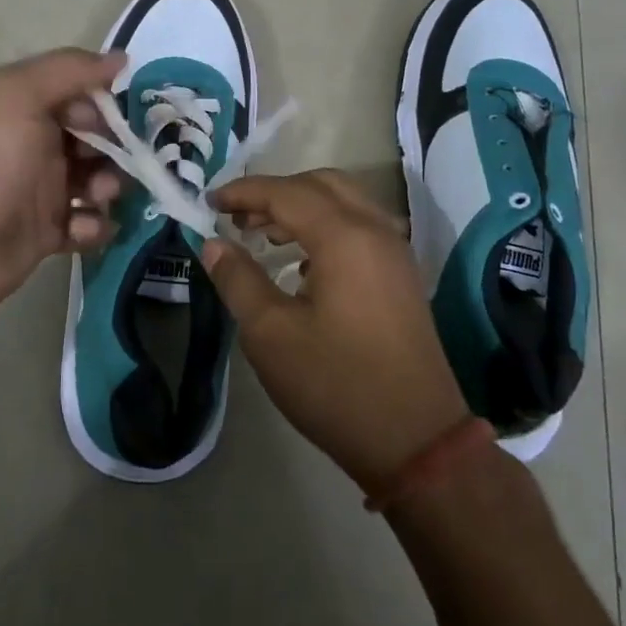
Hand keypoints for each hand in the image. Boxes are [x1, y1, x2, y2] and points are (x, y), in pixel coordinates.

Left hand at [0, 48, 125, 323]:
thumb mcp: (20, 96)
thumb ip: (70, 70)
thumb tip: (120, 59)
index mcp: (29, 108)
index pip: (83, 95)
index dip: (106, 106)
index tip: (118, 123)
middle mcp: (38, 145)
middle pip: (97, 140)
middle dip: (116, 151)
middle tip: (114, 166)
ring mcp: (44, 191)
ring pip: (98, 183)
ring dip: (109, 189)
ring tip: (97, 199)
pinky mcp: (47, 234)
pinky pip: (88, 225)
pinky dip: (94, 227)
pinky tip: (81, 231)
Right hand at [205, 170, 468, 491]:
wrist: (417, 441)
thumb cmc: (335, 385)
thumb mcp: (271, 334)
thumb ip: (239, 279)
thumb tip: (214, 244)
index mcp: (344, 237)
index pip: (285, 193)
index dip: (243, 192)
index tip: (209, 203)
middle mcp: (375, 231)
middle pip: (320, 184)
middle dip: (275, 192)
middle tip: (239, 217)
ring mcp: (395, 252)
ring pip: (344, 202)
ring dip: (302, 207)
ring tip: (264, 235)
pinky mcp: (401, 276)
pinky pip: (360, 227)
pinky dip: (326, 226)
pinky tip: (302, 264)